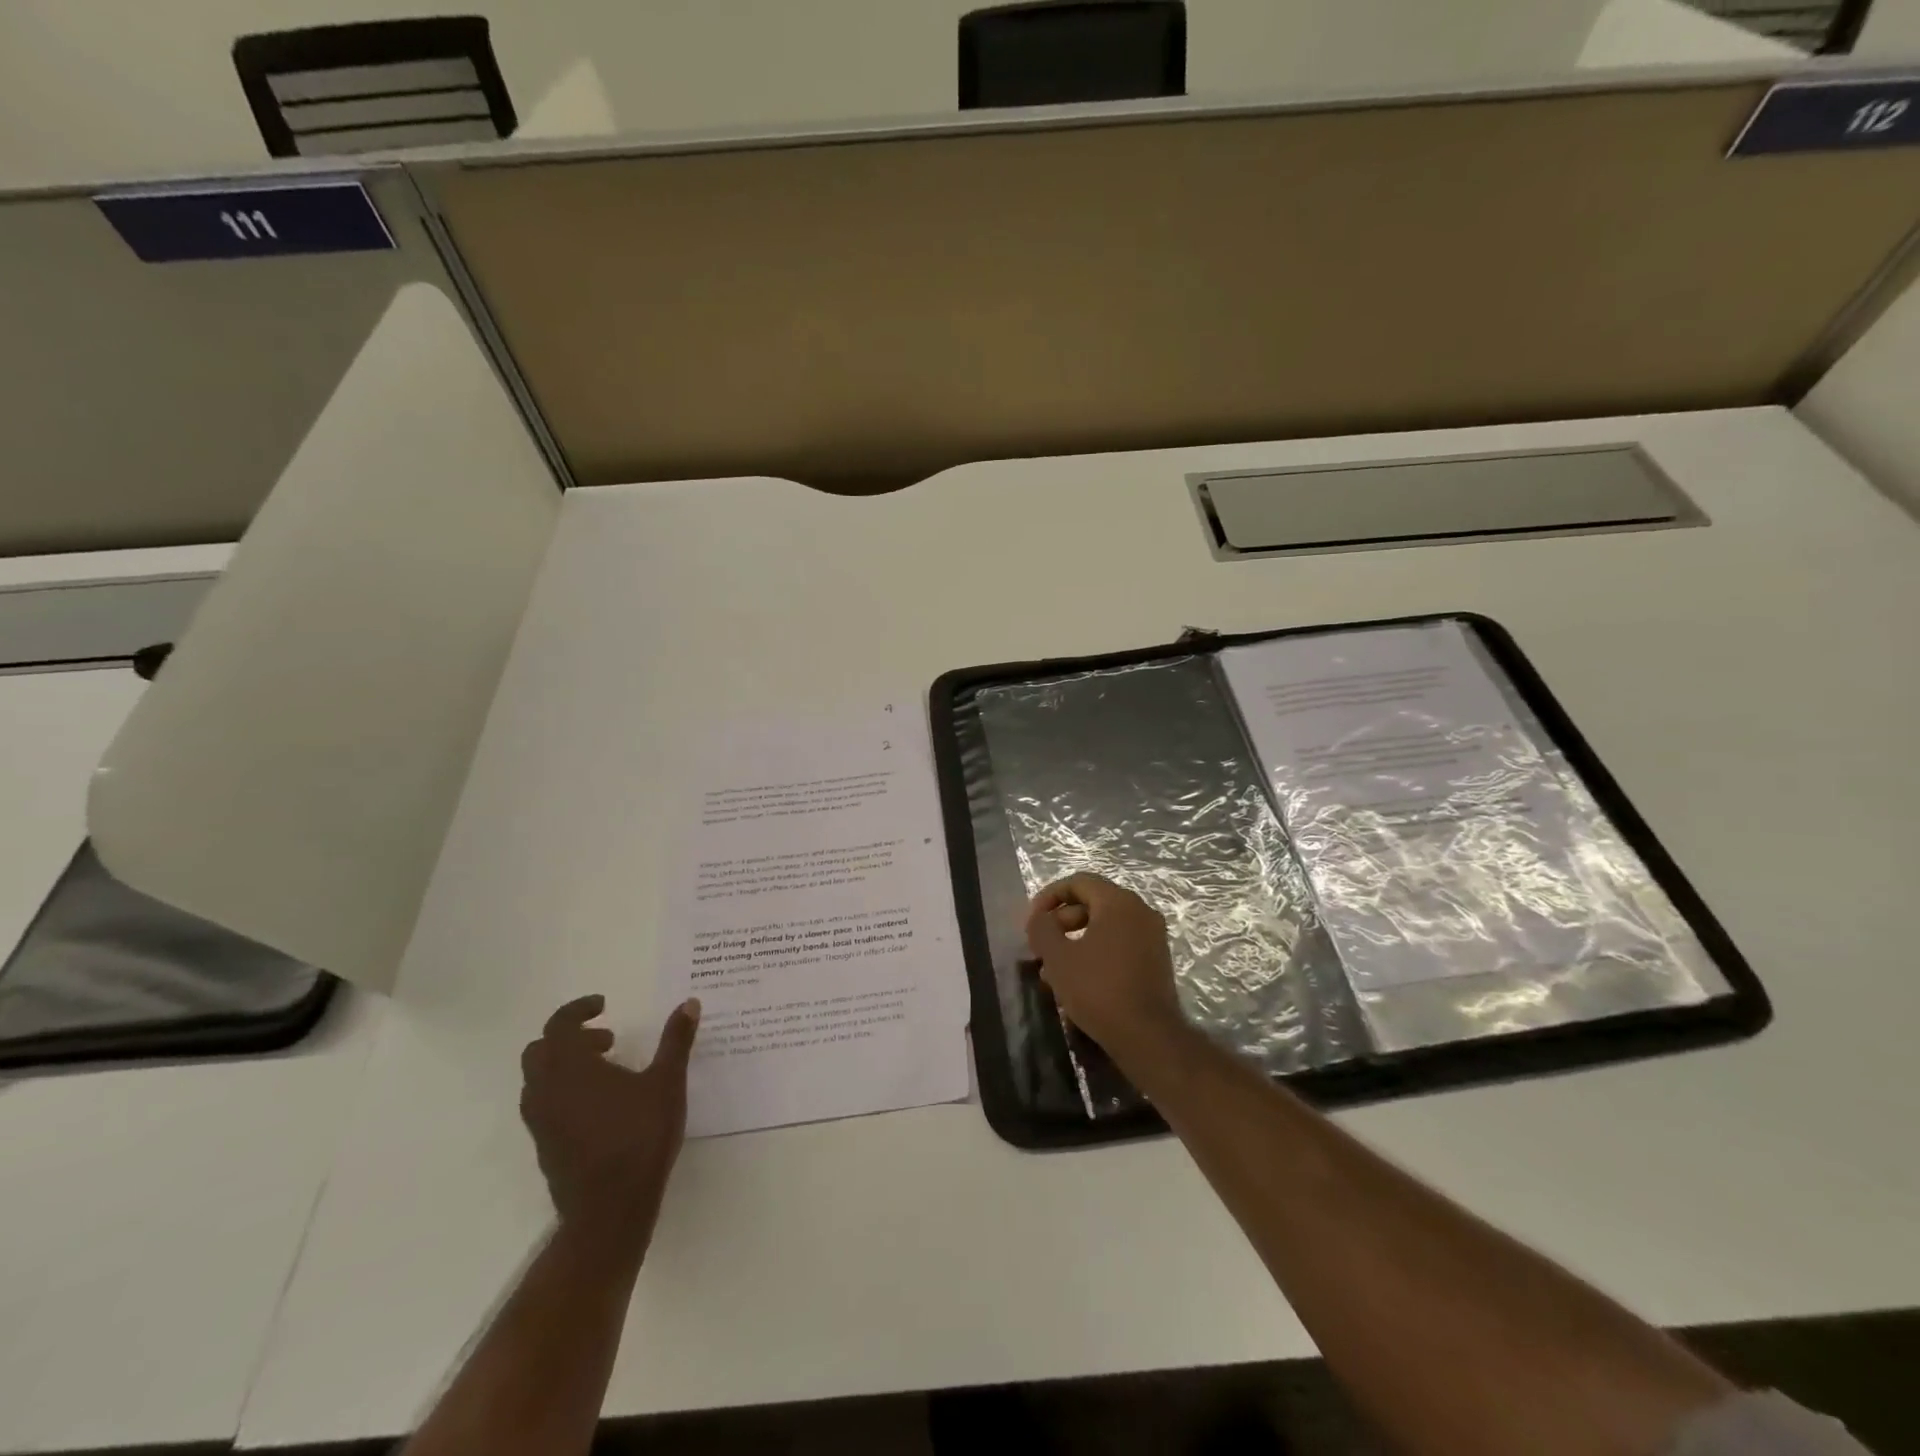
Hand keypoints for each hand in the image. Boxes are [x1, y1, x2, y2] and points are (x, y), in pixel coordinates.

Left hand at [519, 994, 700, 1243]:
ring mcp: (540, 1122)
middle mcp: (546, 1090)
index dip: (579, 1009)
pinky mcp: (545, 1146)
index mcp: (569, 1068)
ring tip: (609, 1070)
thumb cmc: (639, 1137)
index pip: (559, 1024)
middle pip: (541, 1050)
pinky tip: (602, 1105)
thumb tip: (689, 1002)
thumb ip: (676, 1040)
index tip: (604, 1005)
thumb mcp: (667, 1082)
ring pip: (539, 1080)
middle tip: (607, 1040)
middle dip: (571, 1037)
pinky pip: (545, 1105)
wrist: (609, 1210)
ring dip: (567, 1065)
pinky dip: (566, 1091)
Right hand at [1024, 874, 1185, 1064]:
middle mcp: (1140, 911)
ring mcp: (1152, 936)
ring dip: (1075, 940)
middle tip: (1040, 947)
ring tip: (1052, 968)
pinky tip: (1077, 980)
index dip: (1049, 897)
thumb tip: (1039, 918)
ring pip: (1105, 926)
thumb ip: (1042, 929)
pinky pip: (1119, 944)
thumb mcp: (1058, 957)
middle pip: (1092, 903)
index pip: (1078, 882)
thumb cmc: (1098, 989)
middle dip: (1061, 921)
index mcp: (1118, 902)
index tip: (1031, 922)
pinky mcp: (1156, 960)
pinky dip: (1095, 952)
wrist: (1147, 1036)